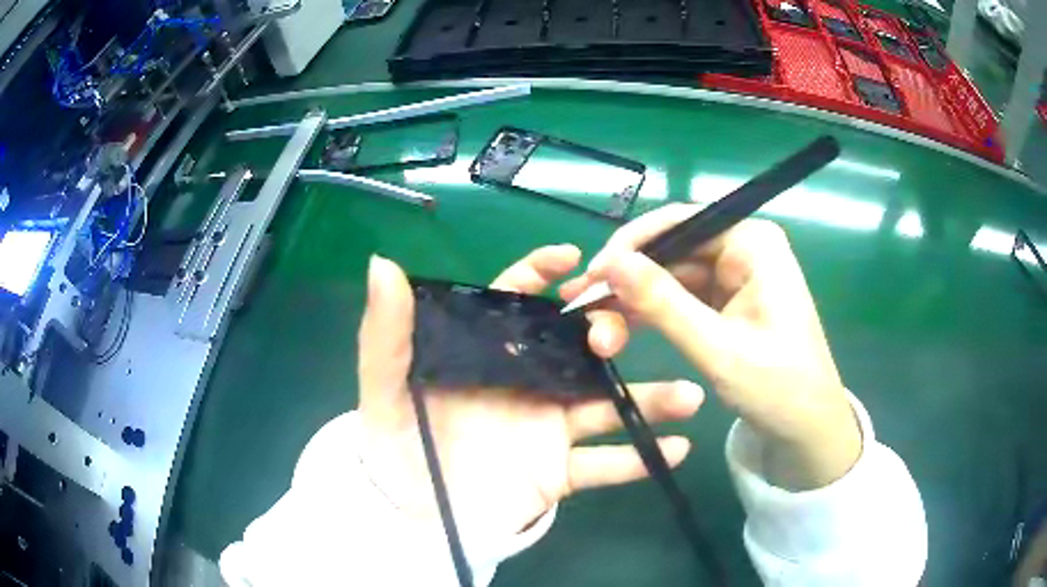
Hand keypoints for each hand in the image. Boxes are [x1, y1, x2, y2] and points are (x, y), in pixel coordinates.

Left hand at [355, 247, 703, 538]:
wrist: (412, 515)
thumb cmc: (395, 446)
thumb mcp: (383, 388)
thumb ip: (386, 331)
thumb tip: (383, 263)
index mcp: (487, 356)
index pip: (517, 302)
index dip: (541, 274)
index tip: (573, 258)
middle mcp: (526, 384)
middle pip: (577, 349)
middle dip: (608, 335)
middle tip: (623, 336)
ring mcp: (548, 429)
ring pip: (606, 406)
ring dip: (649, 400)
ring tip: (689, 397)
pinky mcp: (559, 473)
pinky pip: (604, 465)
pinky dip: (639, 459)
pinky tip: (676, 450)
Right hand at [561, 204, 860, 489]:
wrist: (806, 428)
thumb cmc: (777, 388)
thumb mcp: (717, 348)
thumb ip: (664, 303)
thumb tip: (610, 262)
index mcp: (752, 242)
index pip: (680, 223)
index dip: (631, 245)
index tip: (592, 275)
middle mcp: (743, 248)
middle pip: (671, 249)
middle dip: (627, 280)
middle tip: (580, 307)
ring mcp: (734, 275)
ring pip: (670, 275)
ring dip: (633, 300)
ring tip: (595, 328)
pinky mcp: (727, 301)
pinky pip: (680, 297)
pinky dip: (651, 313)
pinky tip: (621, 328)